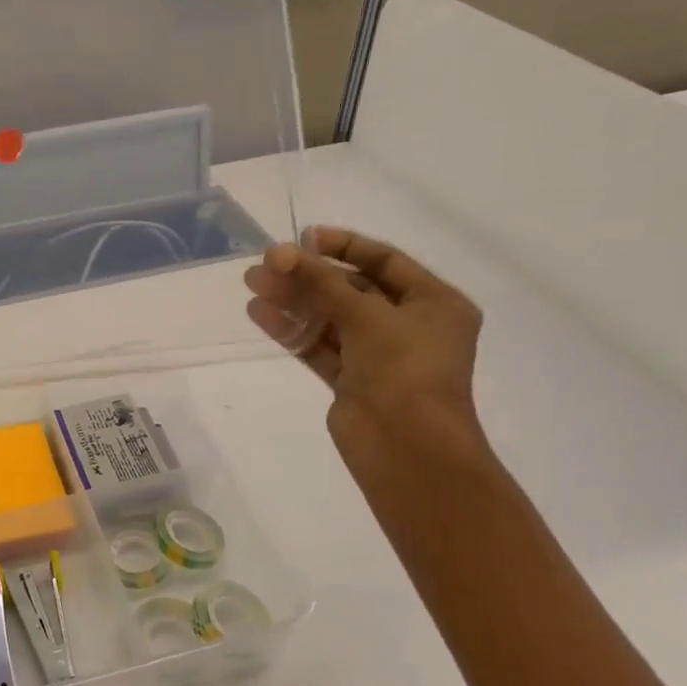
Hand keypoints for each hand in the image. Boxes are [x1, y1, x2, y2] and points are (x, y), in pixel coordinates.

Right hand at [243, 226, 484, 457]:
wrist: (407, 448)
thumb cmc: (404, 370)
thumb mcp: (366, 314)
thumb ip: (321, 281)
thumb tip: (281, 252)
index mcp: (434, 303)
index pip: (385, 261)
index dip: (343, 246)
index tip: (303, 237)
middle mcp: (408, 326)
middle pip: (351, 289)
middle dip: (308, 275)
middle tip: (265, 264)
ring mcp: (377, 355)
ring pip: (329, 318)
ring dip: (293, 300)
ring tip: (252, 285)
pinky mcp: (351, 381)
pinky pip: (318, 346)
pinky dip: (292, 330)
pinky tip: (260, 313)